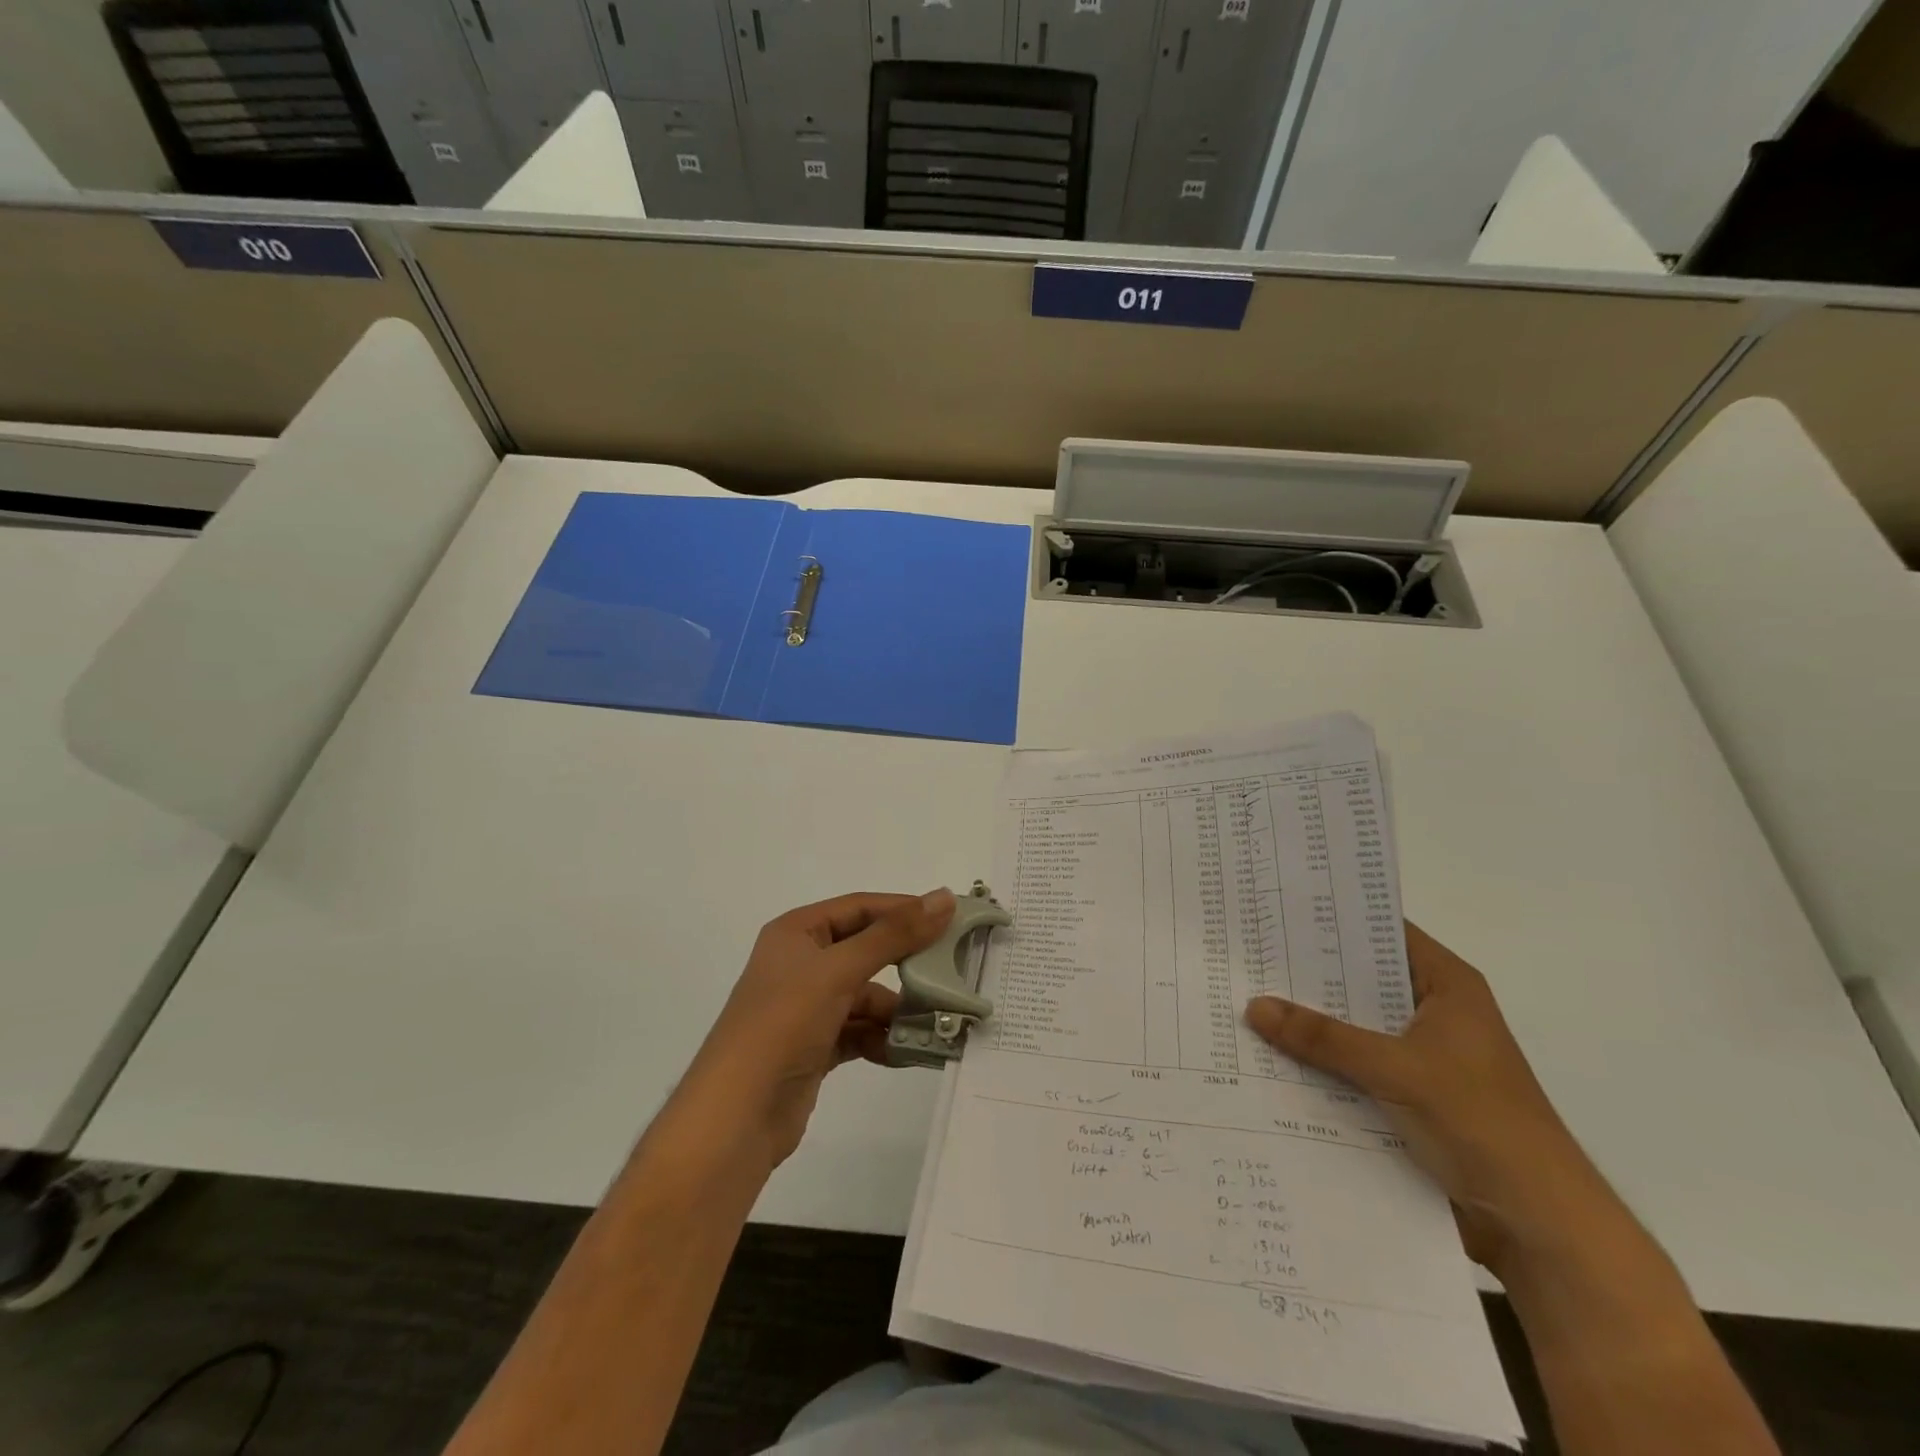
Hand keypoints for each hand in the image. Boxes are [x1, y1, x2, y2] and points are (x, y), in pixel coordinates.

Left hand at [674, 889, 955, 1173]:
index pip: (860, 907)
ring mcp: (807, 1006)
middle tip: (950, 972)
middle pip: (866, 951)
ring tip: (933, 1023)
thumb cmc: (783, 1025)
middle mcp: (801, 963)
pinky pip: (859, 1030)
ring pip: (866, 995)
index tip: (950, 919)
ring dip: (896, 1010)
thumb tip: (944, 896)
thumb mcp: (839, 971)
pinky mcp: (814, 1045)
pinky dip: (881, 1039)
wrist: (736, 1119)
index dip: (904, 909)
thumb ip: (893, 935)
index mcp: (797, 932)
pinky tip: (906, 1052)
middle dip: (905, 964)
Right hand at [1246, 923, 1618, 1275]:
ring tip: (1245, 1000)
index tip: (1276, 907)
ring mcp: (1420, 1054)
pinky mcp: (1409, 1094)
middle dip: (1307, 972)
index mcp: (1446, 986)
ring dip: (1310, 1021)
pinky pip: (1353, 1064)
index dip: (1333, 918)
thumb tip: (1253, 1006)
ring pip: (1353, 1024)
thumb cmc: (1482, 1123)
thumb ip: (1324, 1038)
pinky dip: (1320, 1061)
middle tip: (1247, 953)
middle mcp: (1432, 1011)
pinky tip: (1272, 1056)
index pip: (1382, 931)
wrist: (1539, 1224)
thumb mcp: (1397, 1070)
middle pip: (1360, 979)